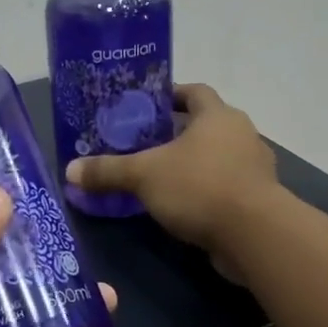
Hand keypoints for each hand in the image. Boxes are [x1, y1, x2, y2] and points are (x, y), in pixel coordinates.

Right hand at [65, 83, 279, 281]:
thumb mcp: (144, 176)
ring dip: (192, 164)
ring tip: (158, 177)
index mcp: (218, 115)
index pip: (195, 92)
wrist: (254, 234)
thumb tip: (70, 171)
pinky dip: (204, 191)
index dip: (171, 95)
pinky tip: (181, 207)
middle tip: (143, 145)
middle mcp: (241, 134)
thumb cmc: (199, 187)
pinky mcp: (257, 200)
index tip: (147, 106)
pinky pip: (225, 186)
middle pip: (205, 125)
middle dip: (176, 133)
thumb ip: (108, 171)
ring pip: (216, 157)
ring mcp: (253, 168)